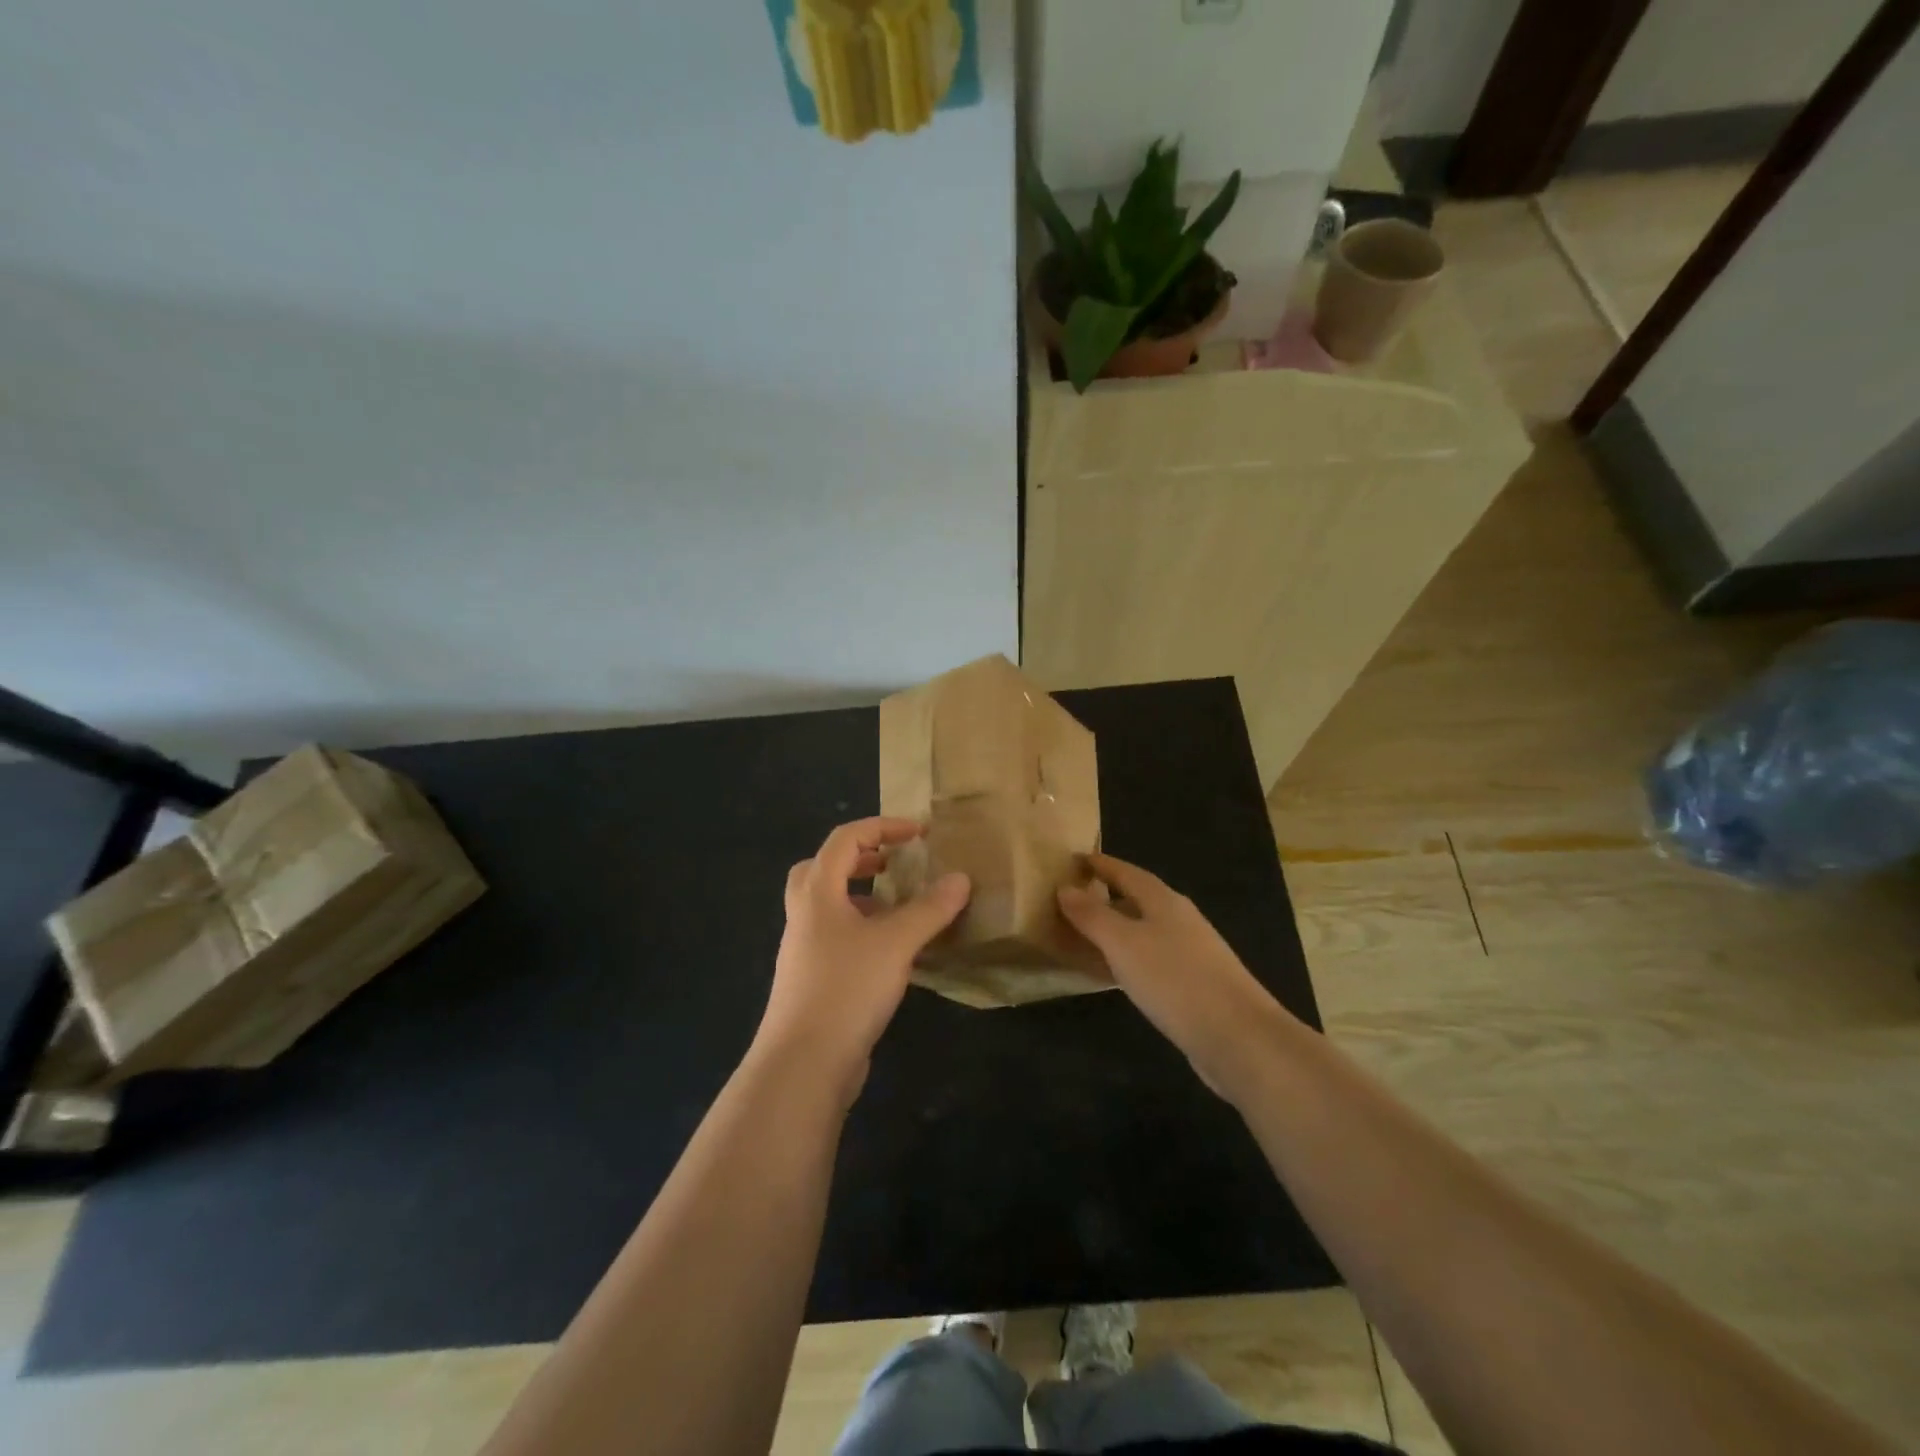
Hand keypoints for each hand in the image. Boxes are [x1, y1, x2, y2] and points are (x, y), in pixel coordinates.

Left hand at [755, 817, 969, 1092]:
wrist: (803, 1063)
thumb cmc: (846, 987)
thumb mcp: (896, 942)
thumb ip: (930, 908)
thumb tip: (961, 877)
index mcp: (817, 893)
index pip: (845, 839)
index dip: (883, 827)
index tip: (920, 833)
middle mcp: (804, 915)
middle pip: (824, 868)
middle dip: (861, 858)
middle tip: (894, 864)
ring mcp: (804, 950)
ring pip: (830, 906)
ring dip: (863, 897)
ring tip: (900, 907)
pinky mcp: (813, 980)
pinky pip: (837, 938)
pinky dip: (863, 931)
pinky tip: (893, 952)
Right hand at [1058, 853, 1293, 1092]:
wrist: (1239, 1038)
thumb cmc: (1175, 980)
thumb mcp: (1123, 943)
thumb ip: (1092, 915)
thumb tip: (1065, 887)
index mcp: (1164, 901)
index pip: (1126, 872)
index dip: (1100, 864)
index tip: (1074, 860)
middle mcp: (1179, 920)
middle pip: (1137, 900)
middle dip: (1105, 897)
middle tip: (1070, 900)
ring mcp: (1191, 953)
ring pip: (1143, 931)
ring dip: (1114, 930)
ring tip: (1083, 936)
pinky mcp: (1194, 985)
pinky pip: (1150, 959)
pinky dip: (1126, 959)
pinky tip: (1115, 975)